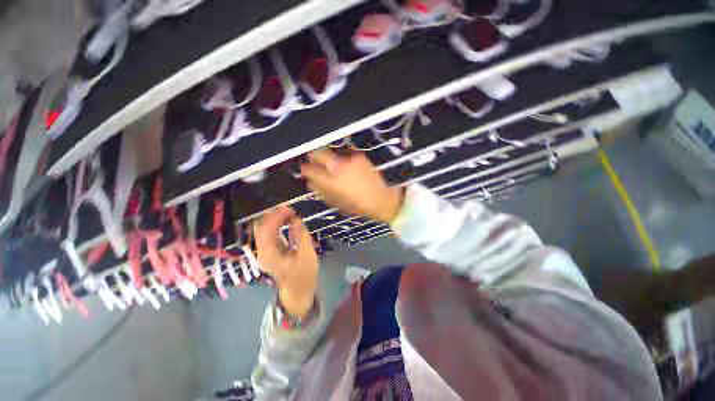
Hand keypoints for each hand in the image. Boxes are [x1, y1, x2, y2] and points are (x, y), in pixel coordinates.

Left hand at [254, 207, 317, 316]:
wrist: (298, 291)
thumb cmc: (304, 275)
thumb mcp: (306, 255)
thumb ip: (300, 236)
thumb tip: (296, 219)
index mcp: (269, 255)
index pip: (265, 231)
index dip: (275, 218)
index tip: (289, 209)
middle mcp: (263, 252)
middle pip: (261, 228)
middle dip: (274, 216)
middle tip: (290, 209)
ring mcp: (265, 251)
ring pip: (265, 230)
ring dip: (275, 220)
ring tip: (290, 213)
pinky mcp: (271, 251)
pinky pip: (270, 234)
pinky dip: (277, 225)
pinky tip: (287, 221)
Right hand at [300, 149, 404, 222]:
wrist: (382, 199)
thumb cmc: (358, 205)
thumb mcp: (337, 202)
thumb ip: (321, 191)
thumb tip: (310, 183)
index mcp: (331, 181)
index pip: (310, 170)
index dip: (305, 169)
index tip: (304, 170)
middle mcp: (339, 166)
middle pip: (319, 153)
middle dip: (313, 156)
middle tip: (314, 162)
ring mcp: (350, 159)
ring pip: (333, 153)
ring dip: (330, 159)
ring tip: (334, 168)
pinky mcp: (360, 156)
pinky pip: (346, 155)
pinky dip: (343, 160)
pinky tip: (347, 168)